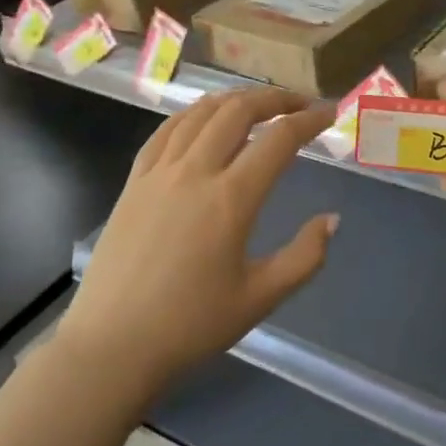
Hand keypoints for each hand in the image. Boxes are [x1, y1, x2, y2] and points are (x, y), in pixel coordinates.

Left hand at [58, 88, 338, 393]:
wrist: (113, 346)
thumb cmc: (191, 326)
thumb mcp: (261, 298)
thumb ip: (305, 257)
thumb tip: (332, 220)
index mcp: (231, 199)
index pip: (279, 140)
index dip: (309, 120)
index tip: (329, 114)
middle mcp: (195, 172)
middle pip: (238, 111)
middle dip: (274, 99)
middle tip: (299, 104)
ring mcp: (158, 173)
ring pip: (200, 114)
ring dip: (234, 100)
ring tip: (257, 104)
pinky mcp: (133, 182)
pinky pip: (165, 131)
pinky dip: (192, 114)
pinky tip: (202, 118)